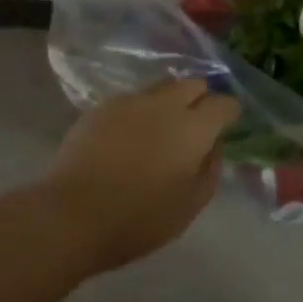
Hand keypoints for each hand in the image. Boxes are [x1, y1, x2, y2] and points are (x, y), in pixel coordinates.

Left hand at [40, 79, 239, 274]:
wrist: (72, 213)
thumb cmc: (138, 219)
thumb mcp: (188, 206)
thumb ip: (209, 171)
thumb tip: (213, 147)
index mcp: (192, 128)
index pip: (223, 104)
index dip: (230, 112)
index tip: (229, 124)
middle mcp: (164, 103)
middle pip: (192, 83)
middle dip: (201, 97)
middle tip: (198, 123)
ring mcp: (130, 100)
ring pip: (161, 87)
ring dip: (170, 101)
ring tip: (163, 127)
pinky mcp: (102, 106)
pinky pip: (133, 99)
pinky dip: (141, 111)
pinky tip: (132, 135)